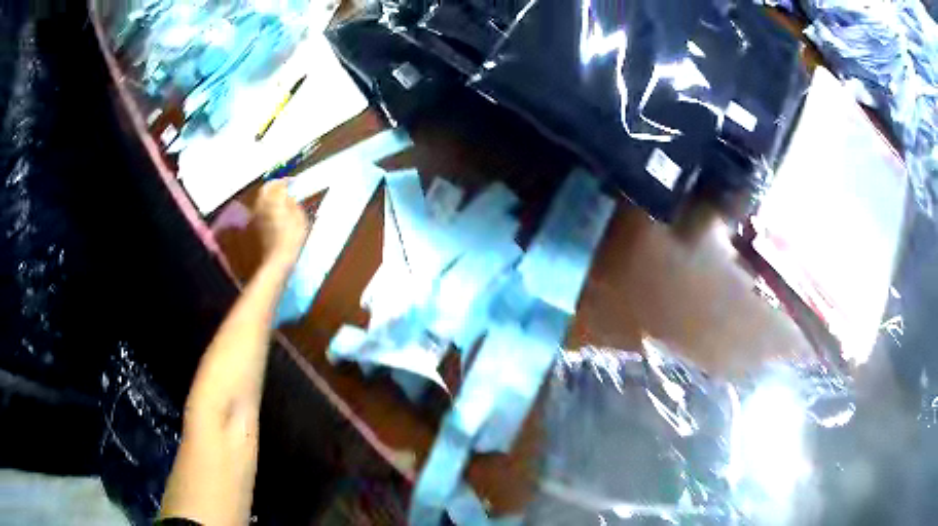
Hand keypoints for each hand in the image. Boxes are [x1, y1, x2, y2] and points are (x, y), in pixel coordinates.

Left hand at [254, 181, 308, 265]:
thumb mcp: (300, 219)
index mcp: (274, 199)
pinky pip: (259, 211)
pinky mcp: (253, 227)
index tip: (293, 182)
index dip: (287, 181)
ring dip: (269, 197)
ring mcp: (255, 216)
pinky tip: (273, 215)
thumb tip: (289, 197)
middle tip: (284, 189)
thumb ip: (294, 204)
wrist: (276, 260)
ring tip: (279, 201)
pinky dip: (265, 209)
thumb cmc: (291, 239)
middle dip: (274, 186)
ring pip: (261, 200)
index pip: (279, 184)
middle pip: (266, 189)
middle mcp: (261, 204)